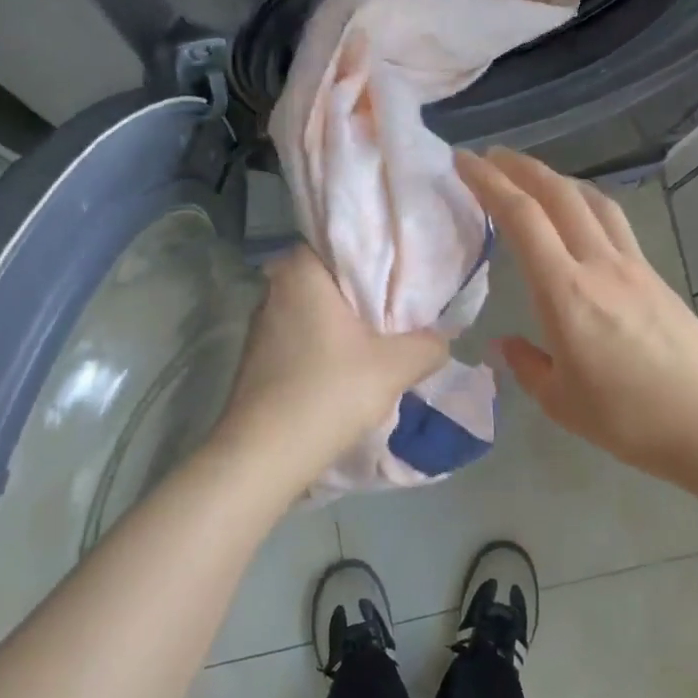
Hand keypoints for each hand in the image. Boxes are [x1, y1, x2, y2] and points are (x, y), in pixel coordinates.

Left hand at [215, 245, 448, 480]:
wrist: (264, 456)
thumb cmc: (329, 392)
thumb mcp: (395, 367)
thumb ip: (428, 345)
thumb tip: (441, 339)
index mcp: (301, 271)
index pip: (344, 241)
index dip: (379, 254)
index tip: (407, 271)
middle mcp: (274, 287)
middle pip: (332, 277)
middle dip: (365, 291)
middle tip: (403, 306)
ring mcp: (261, 324)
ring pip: (316, 309)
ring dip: (345, 322)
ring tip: (381, 338)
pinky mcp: (257, 356)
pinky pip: (302, 335)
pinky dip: (326, 343)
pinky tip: (348, 366)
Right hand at [456, 148, 697, 484]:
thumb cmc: (627, 417)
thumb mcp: (560, 401)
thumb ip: (526, 365)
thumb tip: (505, 344)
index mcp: (565, 293)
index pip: (522, 219)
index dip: (489, 183)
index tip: (464, 161)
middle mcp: (598, 265)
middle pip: (558, 194)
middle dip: (520, 167)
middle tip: (491, 156)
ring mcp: (632, 266)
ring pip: (592, 200)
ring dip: (556, 179)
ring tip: (533, 177)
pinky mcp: (655, 275)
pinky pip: (613, 222)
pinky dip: (586, 203)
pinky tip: (579, 216)